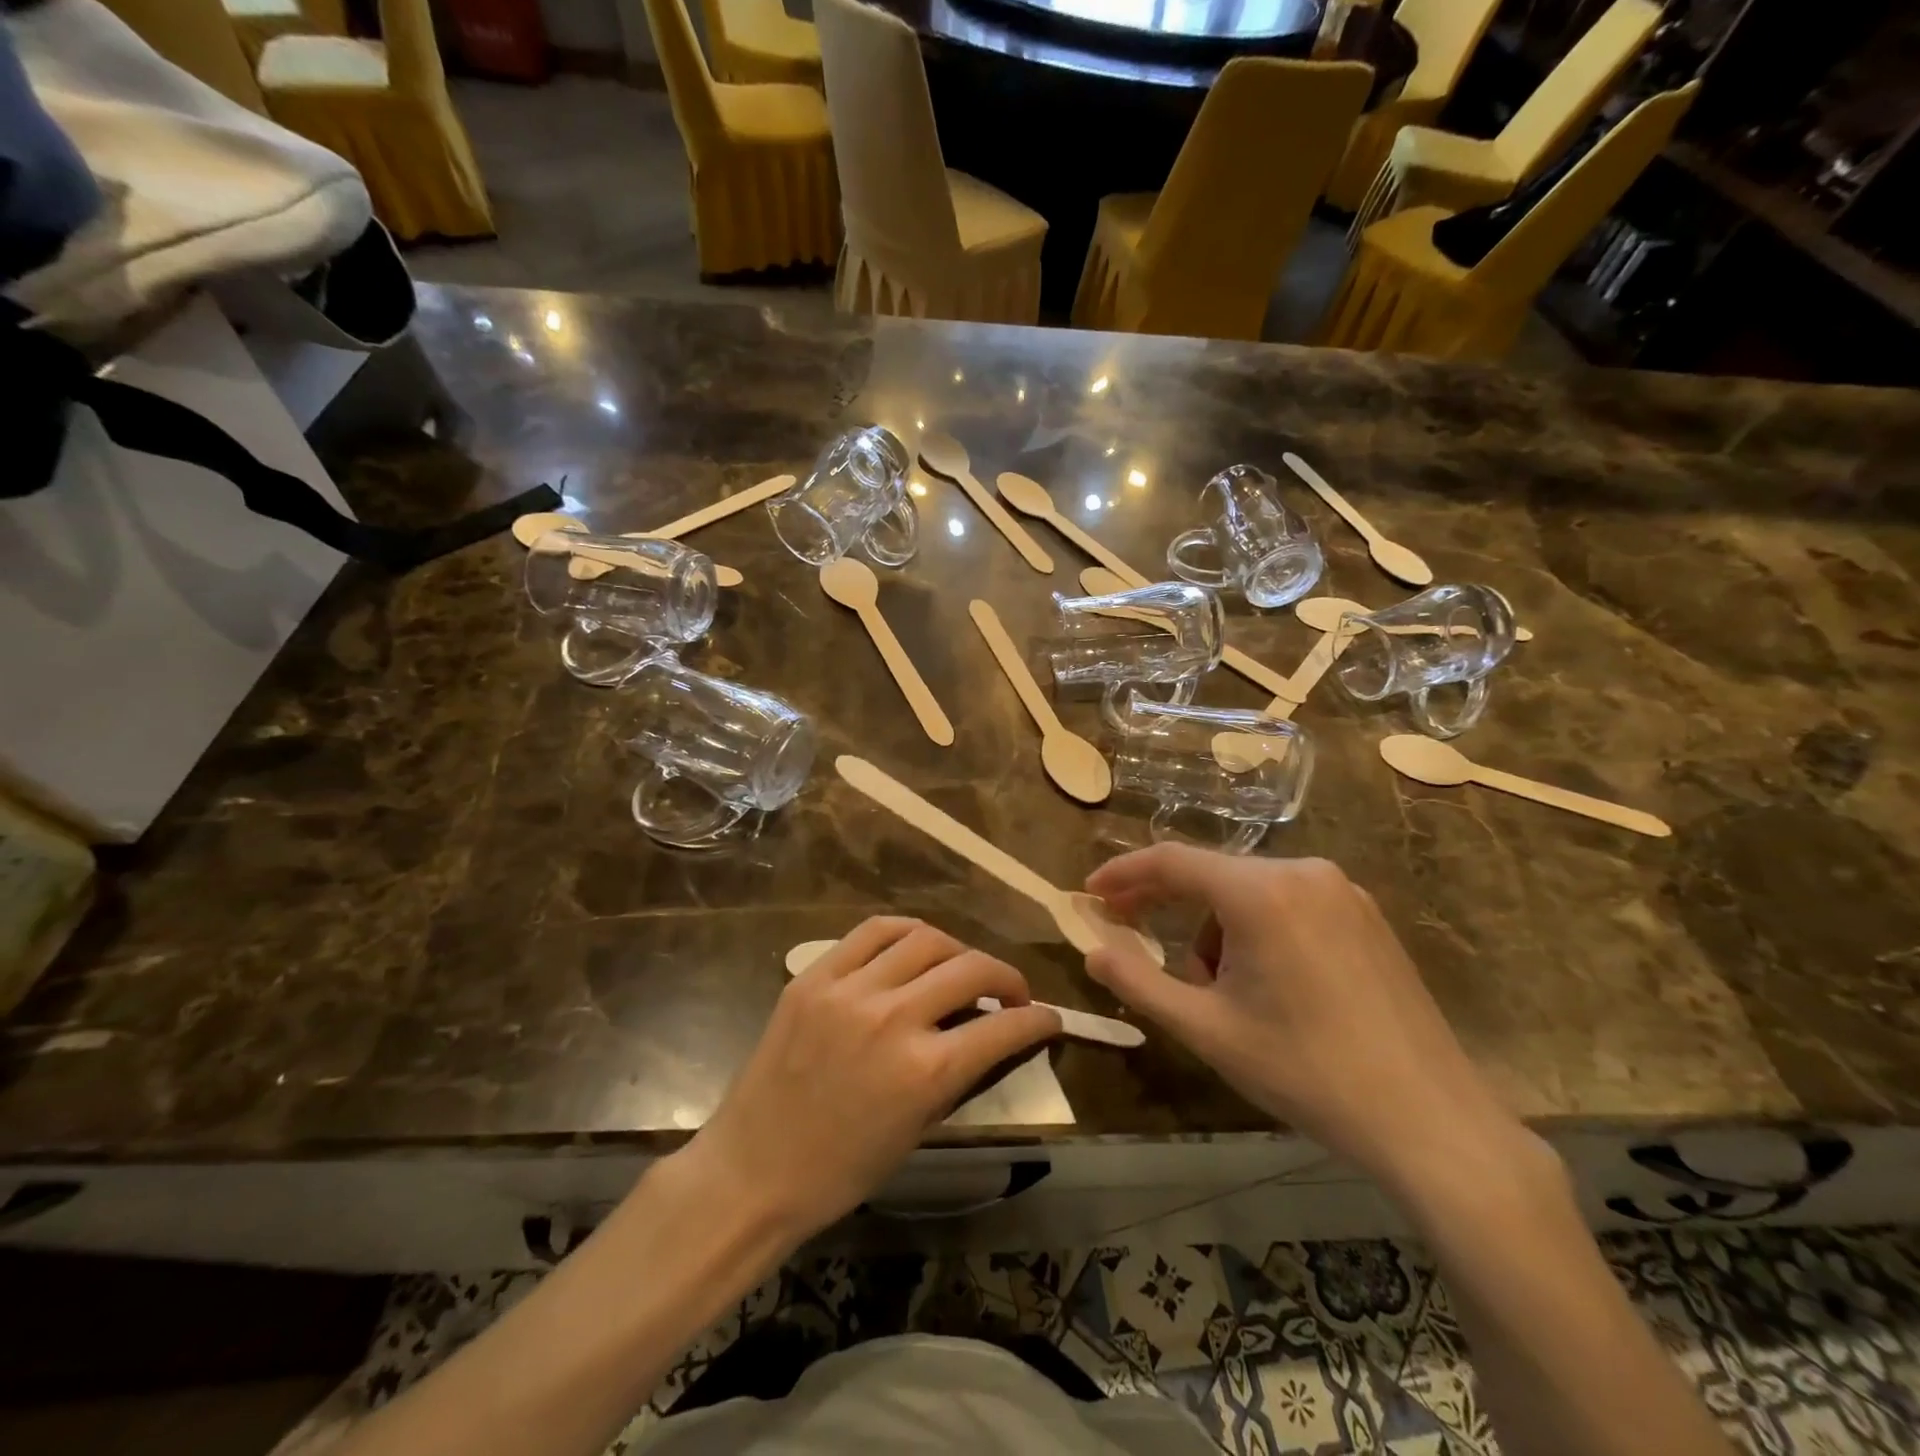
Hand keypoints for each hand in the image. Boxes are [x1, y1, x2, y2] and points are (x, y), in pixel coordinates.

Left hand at [682, 918, 1060, 1242]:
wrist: (753, 1170)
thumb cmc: (841, 1170)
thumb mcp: (917, 1129)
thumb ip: (958, 1073)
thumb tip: (991, 1031)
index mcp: (924, 1072)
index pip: (1003, 1027)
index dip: (1037, 1018)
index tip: (1048, 1017)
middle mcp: (893, 1018)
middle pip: (970, 967)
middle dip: (1006, 975)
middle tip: (1010, 990)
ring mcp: (849, 989)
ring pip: (925, 938)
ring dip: (957, 949)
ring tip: (959, 966)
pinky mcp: (815, 975)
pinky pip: (872, 931)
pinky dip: (905, 932)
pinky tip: (914, 945)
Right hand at [1084, 845, 1524, 1187]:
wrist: (1431, 1121)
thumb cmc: (1305, 1072)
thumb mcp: (1206, 1029)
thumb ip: (1138, 981)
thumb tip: (1091, 950)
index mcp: (1260, 892)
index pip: (1171, 861)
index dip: (1124, 874)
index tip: (1091, 893)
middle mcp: (1302, 872)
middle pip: (1211, 876)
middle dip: (1167, 907)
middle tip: (1133, 938)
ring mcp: (1342, 890)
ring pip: (1249, 892)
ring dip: (1217, 930)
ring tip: (1224, 994)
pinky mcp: (1366, 914)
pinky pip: (1288, 903)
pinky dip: (1257, 930)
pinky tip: (1270, 983)